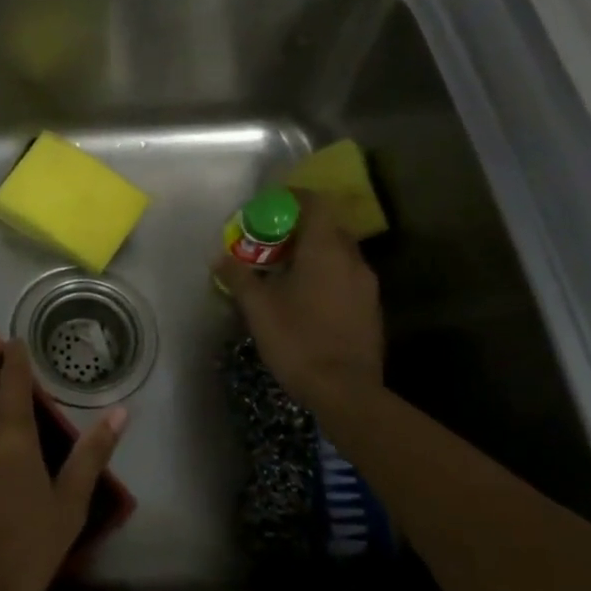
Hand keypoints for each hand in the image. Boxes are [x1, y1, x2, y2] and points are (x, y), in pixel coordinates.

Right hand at [213, 190, 385, 411]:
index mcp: (325, 250)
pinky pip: (346, 277)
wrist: (346, 392)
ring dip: (314, 254)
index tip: (270, 206)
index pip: (317, 203)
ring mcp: (367, 286)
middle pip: (329, 227)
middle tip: (271, 241)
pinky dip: (326, 276)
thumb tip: (219, 257)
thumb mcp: (257, 307)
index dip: (294, 198)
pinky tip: (305, 298)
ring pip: (339, 254)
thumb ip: (238, 276)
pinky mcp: (371, 309)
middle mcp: (352, 260)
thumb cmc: (298, 340)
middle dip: (300, 228)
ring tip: (284, 270)